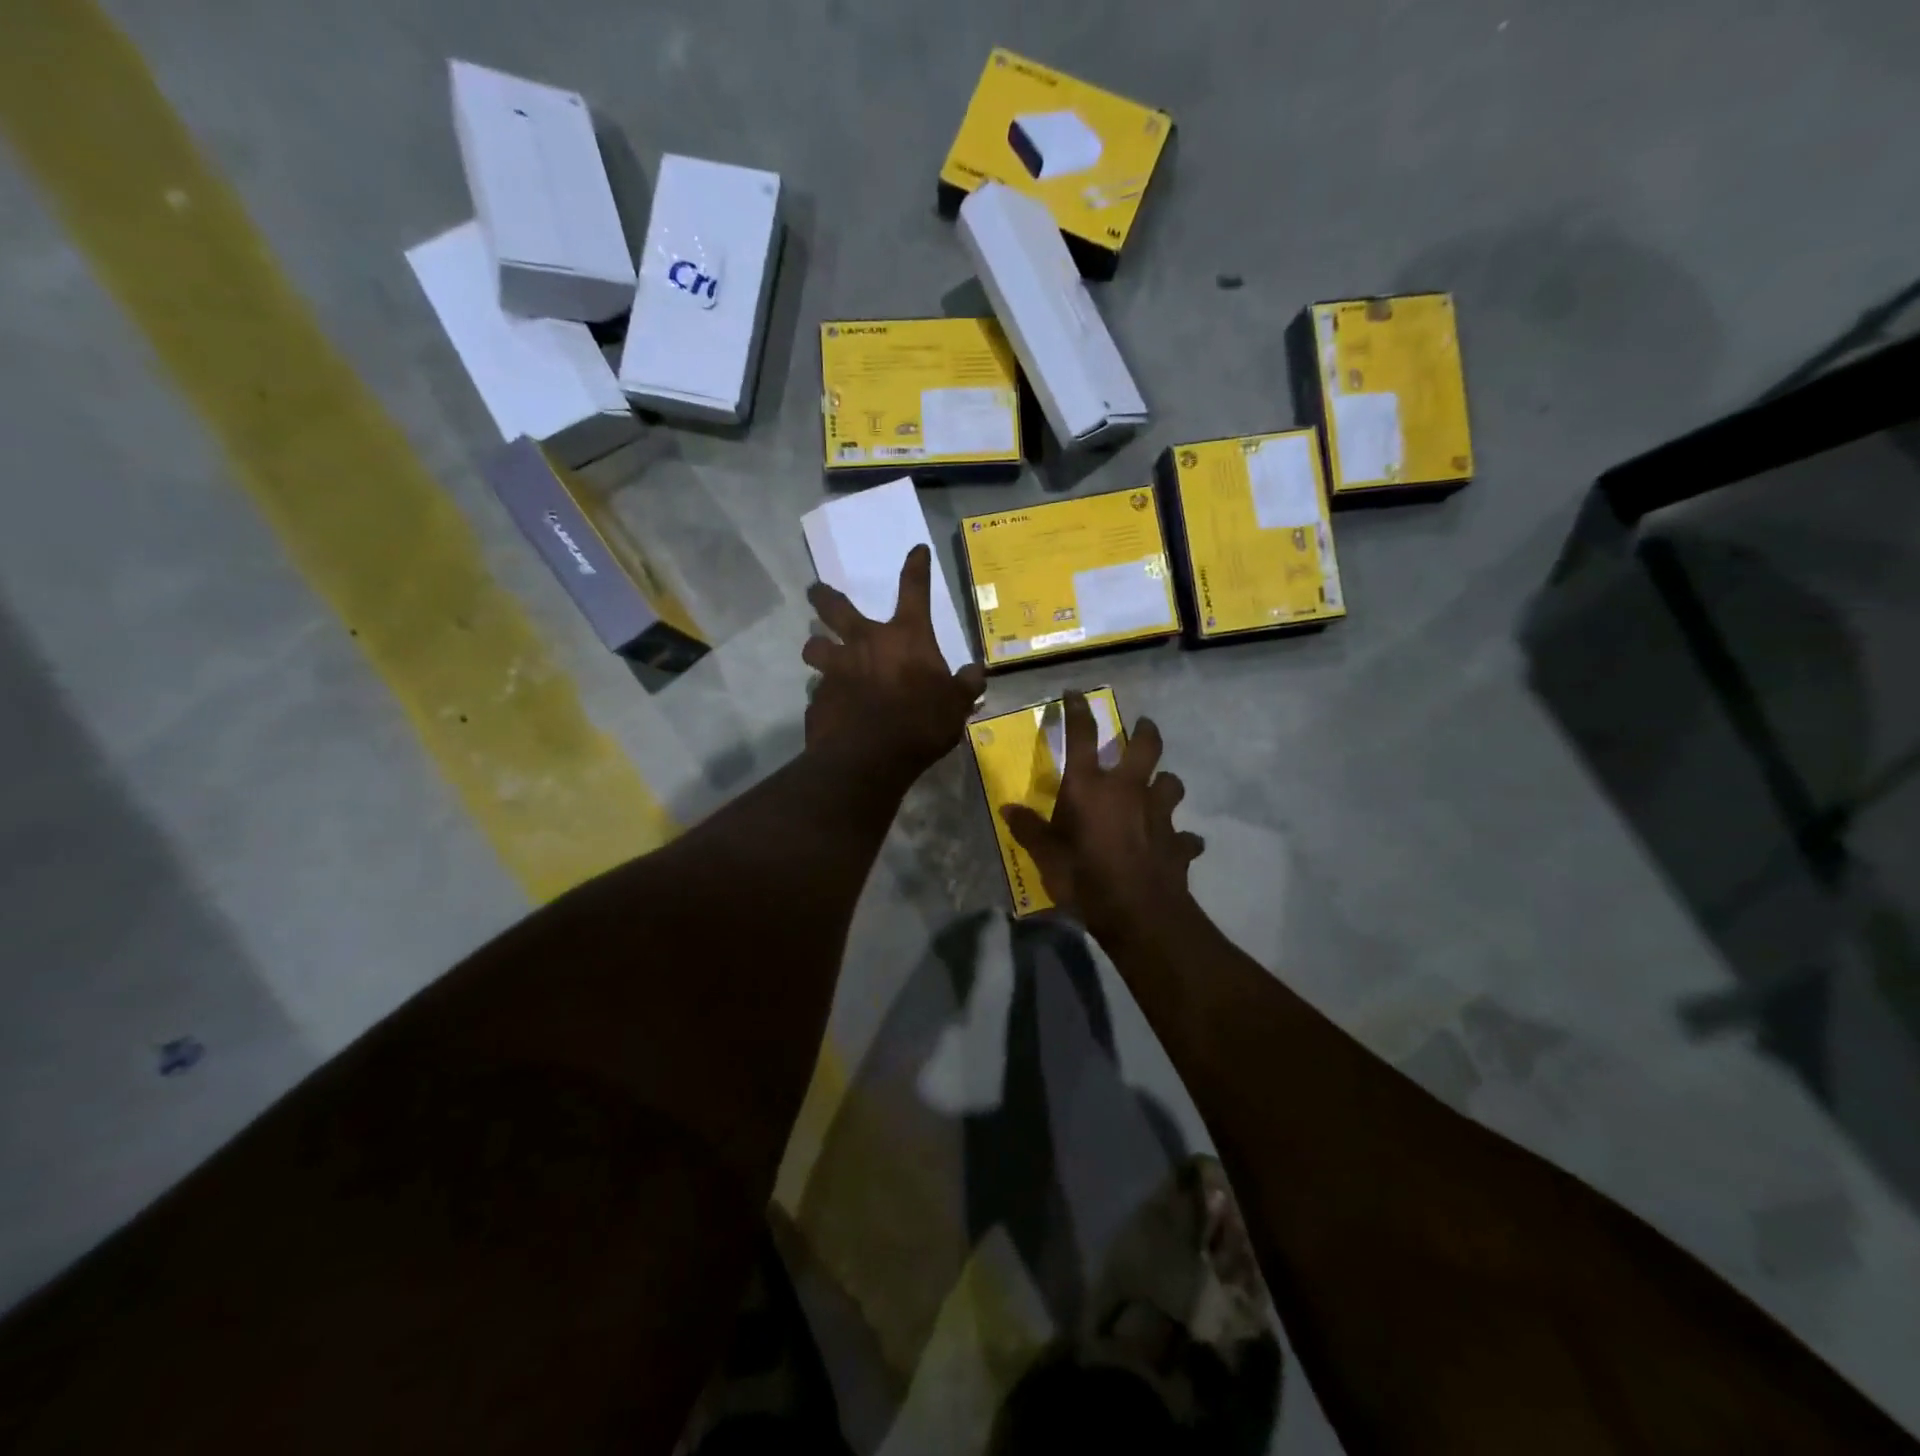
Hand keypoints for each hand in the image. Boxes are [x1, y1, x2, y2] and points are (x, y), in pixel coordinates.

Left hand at [802, 545, 986, 781]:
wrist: (869, 757)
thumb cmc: (920, 723)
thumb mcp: (955, 705)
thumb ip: (965, 685)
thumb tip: (975, 672)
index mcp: (905, 637)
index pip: (914, 591)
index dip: (917, 568)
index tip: (916, 550)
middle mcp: (864, 643)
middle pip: (835, 608)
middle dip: (823, 596)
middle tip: (814, 591)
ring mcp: (836, 669)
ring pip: (814, 647)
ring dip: (815, 646)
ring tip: (817, 651)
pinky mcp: (818, 698)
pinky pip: (817, 690)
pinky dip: (823, 694)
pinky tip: (830, 707)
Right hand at [1001, 691, 1203, 941]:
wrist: (1138, 912)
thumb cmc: (1084, 877)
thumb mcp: (1045, 855)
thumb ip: (1028, 829)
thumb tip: (1007, 808)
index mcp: (1090, 787)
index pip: (1083, 736)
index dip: (1078, 711)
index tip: (1075, 693)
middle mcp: (1128, 790)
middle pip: (1145, 746)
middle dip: (1145, 731)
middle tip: (1143, 726)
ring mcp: (1158, 814)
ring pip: (1171, 783)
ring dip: (1165, 783)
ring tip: (1159, 789)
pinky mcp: (1179, 842)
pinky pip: (1184, 836)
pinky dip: (1180, 839)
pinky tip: (1176, 846)